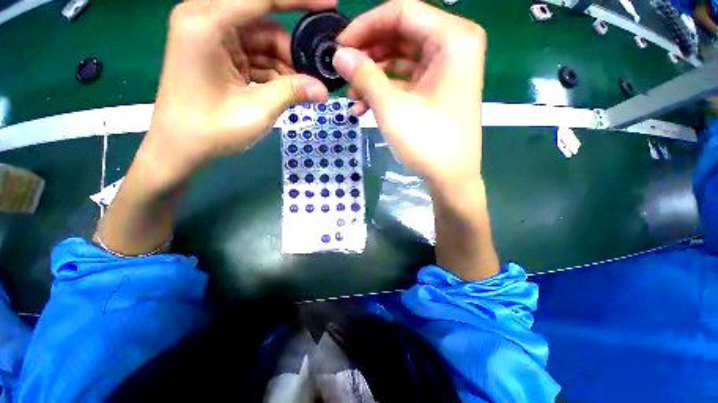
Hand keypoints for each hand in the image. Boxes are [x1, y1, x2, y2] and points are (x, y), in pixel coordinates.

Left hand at [139, 0, 334, 190]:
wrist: (180, 148)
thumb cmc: (210, 131)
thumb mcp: (256, 111)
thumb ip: (291, 93)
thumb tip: (323, 90)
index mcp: (206, 23)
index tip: (329, 3)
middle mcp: (207, 20)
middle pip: (264, 22)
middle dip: (292, 50)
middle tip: (314, 75)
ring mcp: (212, 37)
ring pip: (263, 41)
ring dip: (285, 65)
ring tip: (301, 90)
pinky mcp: (218, 53)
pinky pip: (255, 54)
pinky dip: (274, 71)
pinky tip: (287, 89)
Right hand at [332, 0, 486, 186]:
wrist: (450, 177)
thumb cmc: (427, 142)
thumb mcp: (391, 107)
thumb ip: (364, 75)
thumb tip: (339, 55)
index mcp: (452, 38)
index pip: (401, 12)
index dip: (365, 26)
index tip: (339, 46)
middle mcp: (453, 46)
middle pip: (400, 35)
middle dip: (368, 55)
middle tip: (343, 72)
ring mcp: (446, 70)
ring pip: (401, 60)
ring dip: (373, 77)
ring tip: (351, 98)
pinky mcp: (437, 90)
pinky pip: (406, 80)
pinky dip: (385, 91)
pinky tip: (364, 108)